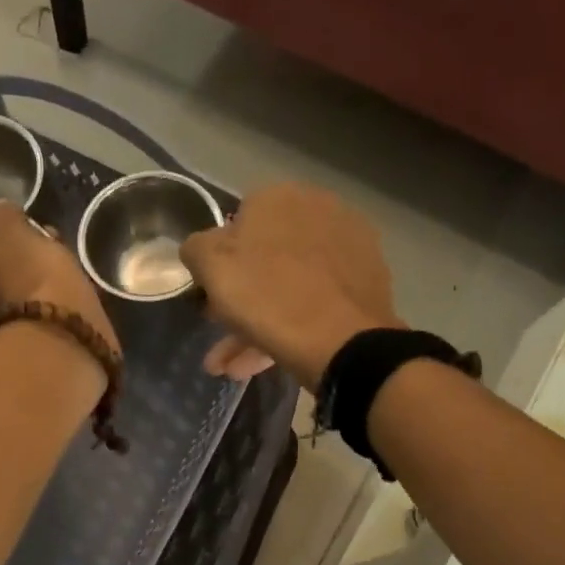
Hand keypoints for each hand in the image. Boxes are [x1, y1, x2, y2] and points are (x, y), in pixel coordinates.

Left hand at [0, 201, 119, 356]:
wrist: (61, 336)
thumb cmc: (32, 275)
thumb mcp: (16, 232)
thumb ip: (5, 217)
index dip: (9, 243)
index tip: (35, 236)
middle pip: (2, 279)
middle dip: (26, 268)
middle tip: (55, 256)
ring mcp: (1, 335)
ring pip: (24, 301)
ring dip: (43, 291)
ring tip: (73, 281)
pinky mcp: (30, 352)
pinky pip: (43, 322)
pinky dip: (55, 313)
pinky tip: (75, 306)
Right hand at [180, 183, 400, 384]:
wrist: (342, 341)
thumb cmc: (267, 296)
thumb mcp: (210, 267)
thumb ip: (196, 247)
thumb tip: (202, 247)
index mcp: (279, 196)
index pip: (237, 224)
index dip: (219, 262)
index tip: (211, 295)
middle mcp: (319, 209)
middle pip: (265, 258)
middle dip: (239, 299)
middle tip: (223, 331)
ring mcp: (348, 245)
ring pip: (289, 285)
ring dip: (257, 325)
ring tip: (236, 368)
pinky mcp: (367, 280)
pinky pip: (316, 300)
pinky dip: (291, 326)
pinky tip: (269, 360)